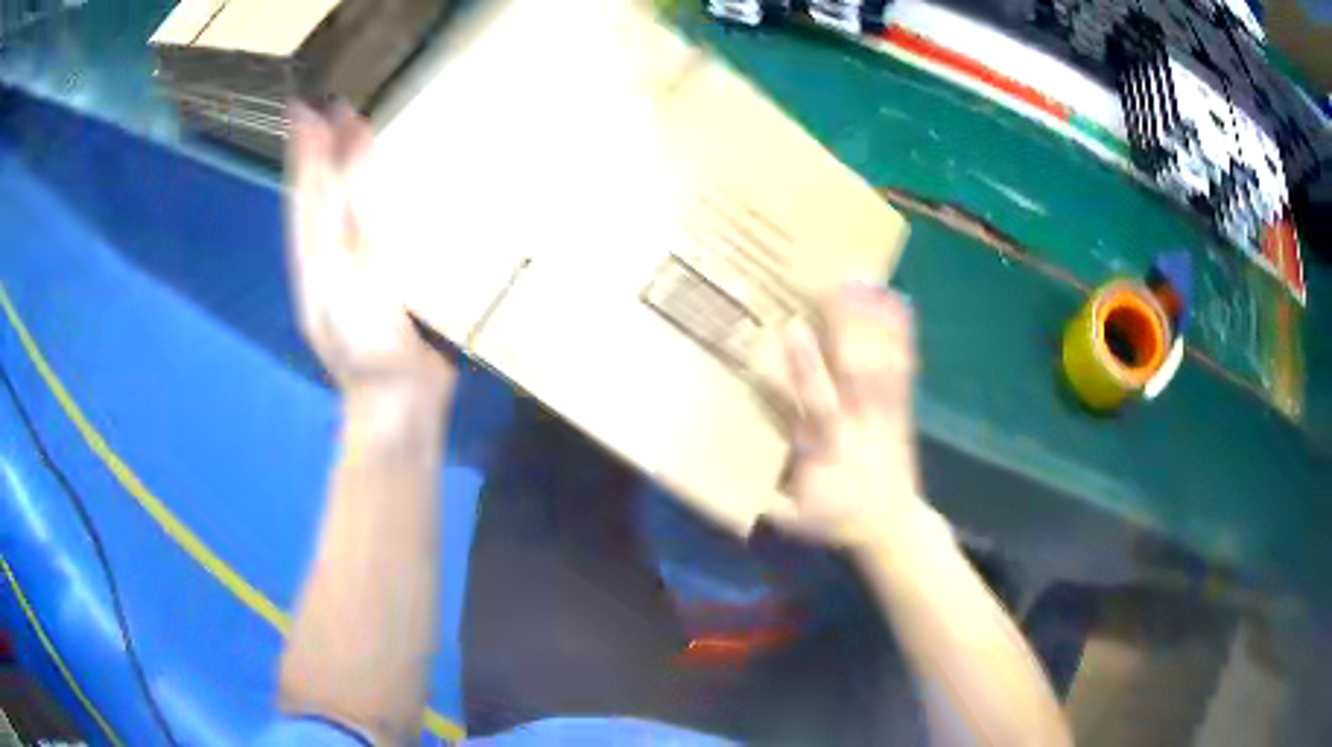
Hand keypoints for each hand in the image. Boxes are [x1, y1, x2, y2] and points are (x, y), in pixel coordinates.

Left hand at [286, 102, 456, 397]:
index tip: (304, 104)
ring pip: (340, 207)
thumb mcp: (344, 277)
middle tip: (329, 105)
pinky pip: (369, 226)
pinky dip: (370, 197)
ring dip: (342, 167)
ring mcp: (350, 269)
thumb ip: (342, 218)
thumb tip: (339, 159)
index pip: (306, 189)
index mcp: (313, 253)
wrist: (395, 401)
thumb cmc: (368, 342)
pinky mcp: (380, 279)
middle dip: (319, 150)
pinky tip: (379, 184)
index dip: (304, 147)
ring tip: (349, 131)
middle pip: (317, 194)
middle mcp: (326, 256)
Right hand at [766, 285, 943, 548]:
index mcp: (828, 448)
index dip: (806, 366)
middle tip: (839, 283)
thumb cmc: (836, 519)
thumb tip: (721, 464)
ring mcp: (885, 415)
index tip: (794, 327)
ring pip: (881, 364)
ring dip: (875, 321)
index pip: (815, 403)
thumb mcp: (794, 519)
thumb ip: (763, 496)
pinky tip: (901, 303)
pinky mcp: (903, 411)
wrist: (893, 527)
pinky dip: (903, 336)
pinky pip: (904, 370)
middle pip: (856, 371)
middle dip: (848, 327)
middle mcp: (859, 425)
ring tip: (869, 280)